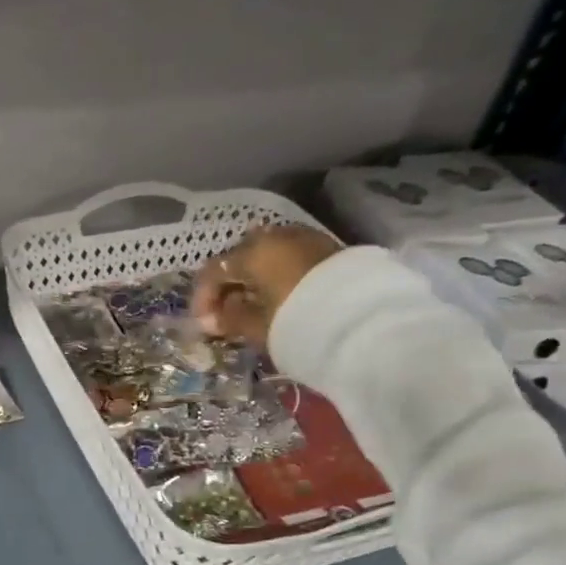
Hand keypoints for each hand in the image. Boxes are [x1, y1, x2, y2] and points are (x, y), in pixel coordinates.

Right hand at [191, 222, 343, 347]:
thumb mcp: (256, 327)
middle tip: (227, 317)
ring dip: (255, 280)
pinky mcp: (328, 249)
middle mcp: (276, 237)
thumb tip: (213, 317)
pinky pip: (290, 260)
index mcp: (252, 253)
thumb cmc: (296, 323)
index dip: (203, 299)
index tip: (204, 326)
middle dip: (229, 287)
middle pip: (240, 258)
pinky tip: (280, 299)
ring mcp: (305, 239)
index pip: (213, 271)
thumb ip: (229, 319)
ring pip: (268, 256)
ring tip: (254, 309)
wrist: (362, 321)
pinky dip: (278, 277)